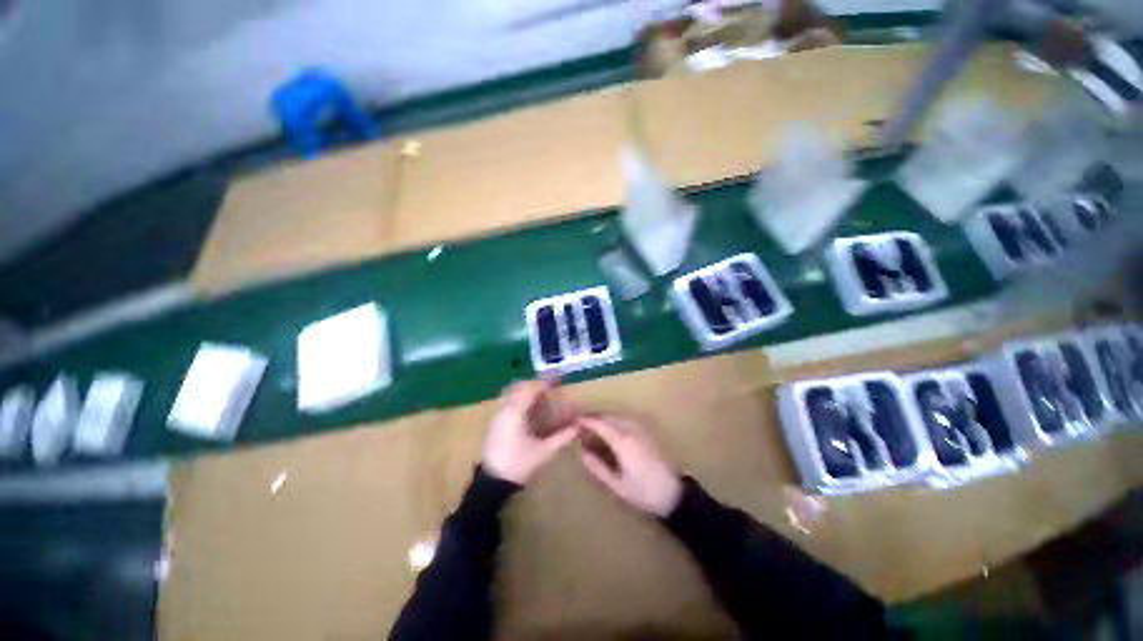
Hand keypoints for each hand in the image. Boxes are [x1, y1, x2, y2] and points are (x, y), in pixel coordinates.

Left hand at [482, 380, 577, 484]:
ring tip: (540, 396)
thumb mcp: (544, 451)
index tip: (558, 381)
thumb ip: (563, 436)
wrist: (491, 484)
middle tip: (550, 388)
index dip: (545, 383)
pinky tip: (527, 409)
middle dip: (535, 384)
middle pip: (519, 387)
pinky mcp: (493, 422)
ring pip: (511, 393)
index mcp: (515, 412)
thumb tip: (580, 426)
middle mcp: (504, 409)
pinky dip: (518, 399)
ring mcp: (496, 415)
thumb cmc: (519, 465)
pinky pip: (506, 401)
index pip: (531, 388)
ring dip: (525, 390)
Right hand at [576, 415, 682, 517]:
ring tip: (592, 433)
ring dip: (602, 421)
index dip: (585, 420)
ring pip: (615, 417)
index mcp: (622, 441)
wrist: (673, 493)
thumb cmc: (643, 492)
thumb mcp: (616, 485)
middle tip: (580, 430)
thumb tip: (582, 452)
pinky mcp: (645, 432)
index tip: (573, 421)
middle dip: (592, 419)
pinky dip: (612, 423)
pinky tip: (608, 435)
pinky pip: (624, 421)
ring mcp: (639, 429)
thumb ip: (597, 467)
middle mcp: (631, 429)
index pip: (600, 423)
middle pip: (607, 417)